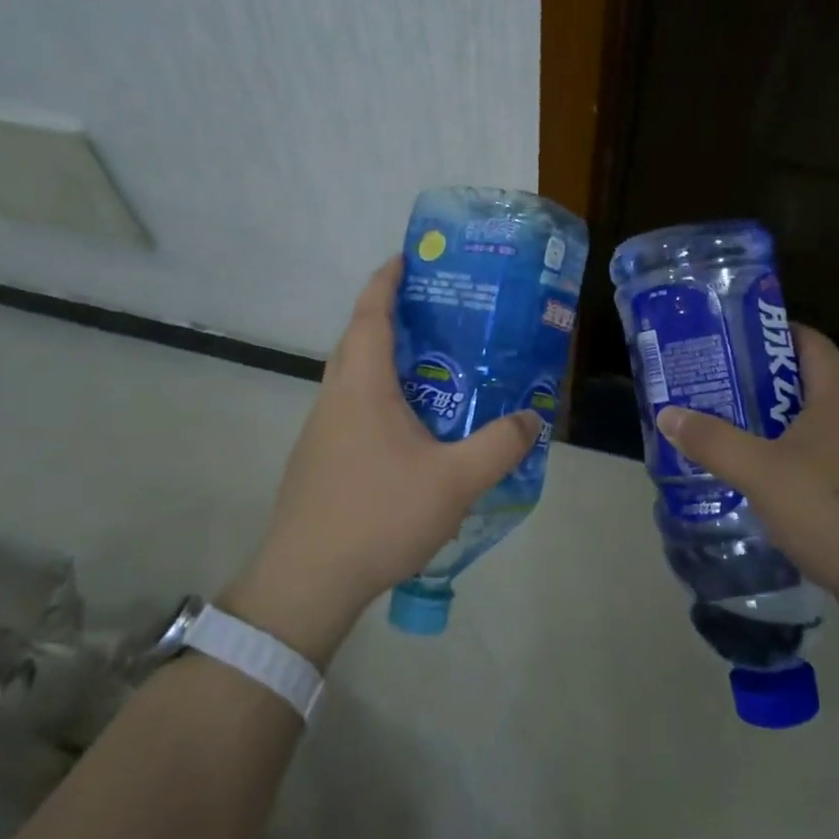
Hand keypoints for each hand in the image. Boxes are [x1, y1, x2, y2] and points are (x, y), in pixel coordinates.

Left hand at [221, 256, 542, 664]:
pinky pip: (353, 407)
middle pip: (358, 338)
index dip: (387, 279)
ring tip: (434, 365)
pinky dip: (380, 395)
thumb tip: (531, 418)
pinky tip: (413, 427)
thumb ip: (498, 446)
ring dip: (386, 359)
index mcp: (361, 385)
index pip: (370, 313)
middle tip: (438, 311)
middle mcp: (335, 397)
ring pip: (354, 376)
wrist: (307, 581)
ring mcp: (322, 430)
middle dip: (391, 315)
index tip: (408, 257)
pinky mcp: (320, 459)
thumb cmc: (377, 515)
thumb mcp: (454, 481)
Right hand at [654, 324, 838, 632]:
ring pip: (802, 427)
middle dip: (755, 381)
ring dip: (763, 425)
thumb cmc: (832, 509)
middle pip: (800, 384)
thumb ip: (713, 441)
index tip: (734, 336)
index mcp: (835, 399)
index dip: (776, 331)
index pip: (812, 343)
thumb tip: (668, 414)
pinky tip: (747, 478)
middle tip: (710, 382)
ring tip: (718, 427)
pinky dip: (778, 461)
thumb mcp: (761, 471)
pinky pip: (809, 462)